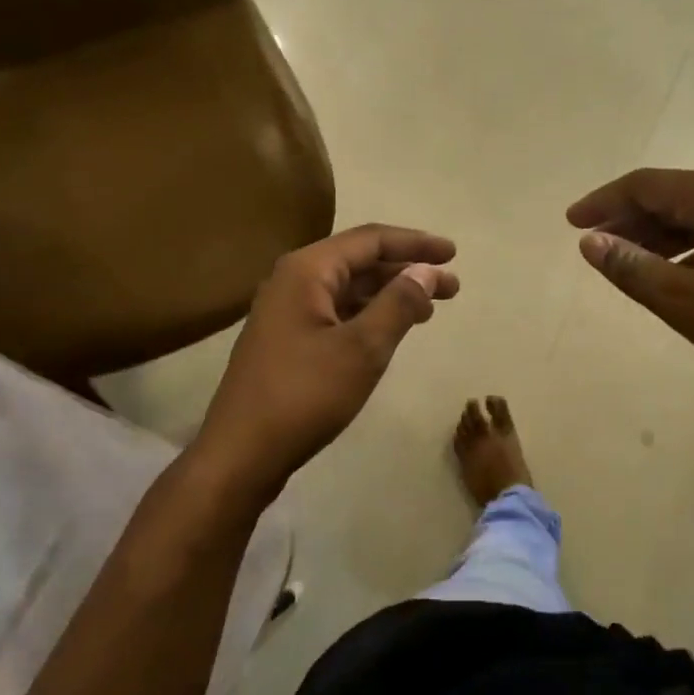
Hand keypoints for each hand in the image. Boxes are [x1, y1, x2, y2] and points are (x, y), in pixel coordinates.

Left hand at [196, 224, 457, 499]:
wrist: (240, 454)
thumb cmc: (304, 395)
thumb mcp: (362, 348)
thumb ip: (398, 304)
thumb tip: (426, 272)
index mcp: (307, 270)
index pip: (370, 240)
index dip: (415, 244)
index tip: (452, 253)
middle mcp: (293, 280)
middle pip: (360, 262)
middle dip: (407, 270)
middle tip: (452, 286)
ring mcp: (287, 311)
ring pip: (349, 289)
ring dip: (390, 294)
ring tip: (430, 309)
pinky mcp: (287, 339)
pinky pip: (337, 312)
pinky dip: (369, 315)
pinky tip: (391, 330)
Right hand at [567, 168, 693, 408]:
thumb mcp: (683, 300)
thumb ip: (631, 267)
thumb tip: (589, 242)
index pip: (646, 185)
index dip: (604, 202)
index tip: (571, 223)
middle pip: (669, 197)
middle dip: (627, 219)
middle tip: (591, 243)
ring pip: (691, 217)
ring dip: (653, 235)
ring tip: (621, 259)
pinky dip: (682, 249)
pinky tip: (667, 273)